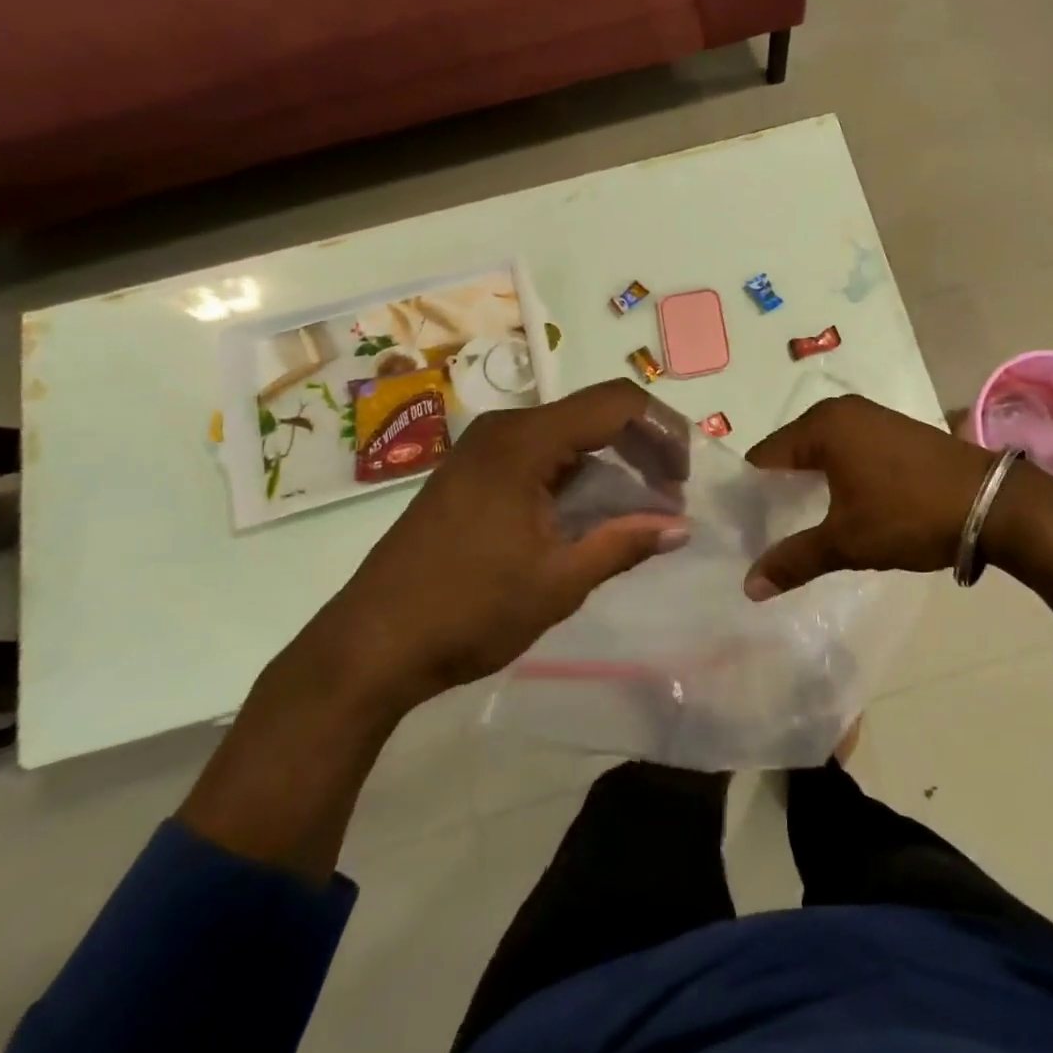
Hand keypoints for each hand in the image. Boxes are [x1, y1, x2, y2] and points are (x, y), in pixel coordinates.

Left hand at [317, 379, 688, 711]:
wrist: (369, 648)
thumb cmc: (468, 611)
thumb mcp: (559, 581)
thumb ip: (624, 543)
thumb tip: (681, 527)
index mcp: (524, 441)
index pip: (616, 404)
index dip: (662, 430)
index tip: (683, 477)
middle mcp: (503, 430)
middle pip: (593, 414)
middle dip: (641, 448)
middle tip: (669, 495)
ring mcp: (481, 449)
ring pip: (567, 435)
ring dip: (610, 464)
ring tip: (638, 510)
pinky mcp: (470, 472)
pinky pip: (539, 454)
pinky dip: (576, 475)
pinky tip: (589, 515)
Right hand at [743, 395, 995, 594]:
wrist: (994, 503)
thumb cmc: (909, 515)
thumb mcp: (847, 541)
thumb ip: (795, 560)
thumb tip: (749, 586)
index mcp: (822, 426)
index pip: (764, 457)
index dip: (751, 494)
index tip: (745, 529)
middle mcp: (842, 410)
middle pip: (791, 451)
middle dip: (779, 489)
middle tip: (768, 531)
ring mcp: (872, 416)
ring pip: (821, 451)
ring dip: (809, 483)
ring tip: (802, 524)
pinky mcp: (895, 430)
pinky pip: (848, 449)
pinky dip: (837, 474)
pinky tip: (841, 505)